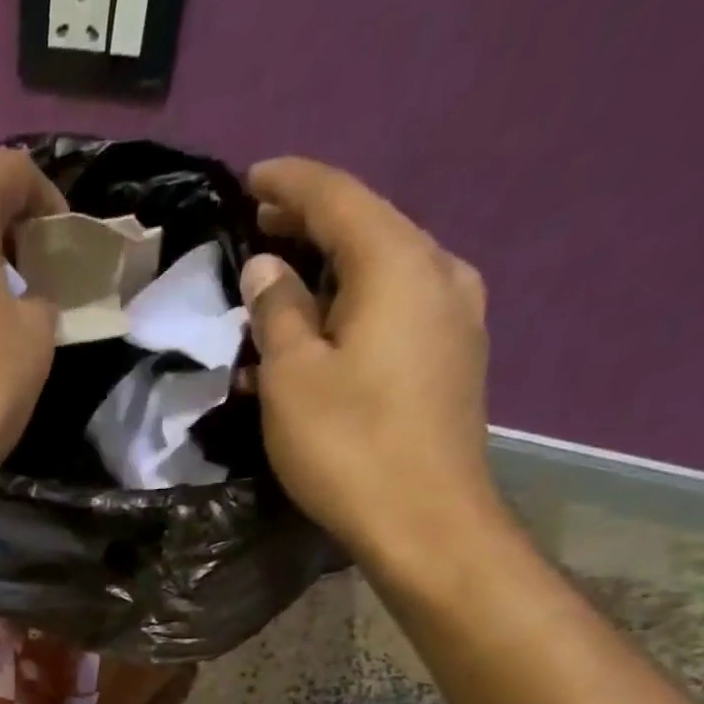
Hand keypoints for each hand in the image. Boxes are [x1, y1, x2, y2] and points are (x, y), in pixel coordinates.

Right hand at [241, 157, 498, 565]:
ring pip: (380, 274)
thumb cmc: (348, 446)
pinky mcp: (451, 359)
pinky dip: (349, 313)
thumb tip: (267, 268)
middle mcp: (439, 274)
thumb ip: (277, 312)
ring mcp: (454, 318)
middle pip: (367, 230)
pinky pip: (393, 313)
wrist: (426, 522)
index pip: (339, 199)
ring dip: (326, 277)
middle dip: (309, 227)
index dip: (290, 185)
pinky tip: (315, 339)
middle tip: (257, 230)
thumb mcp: (292, 378)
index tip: (249, 180)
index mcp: (399, 265)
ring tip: (276, 290)